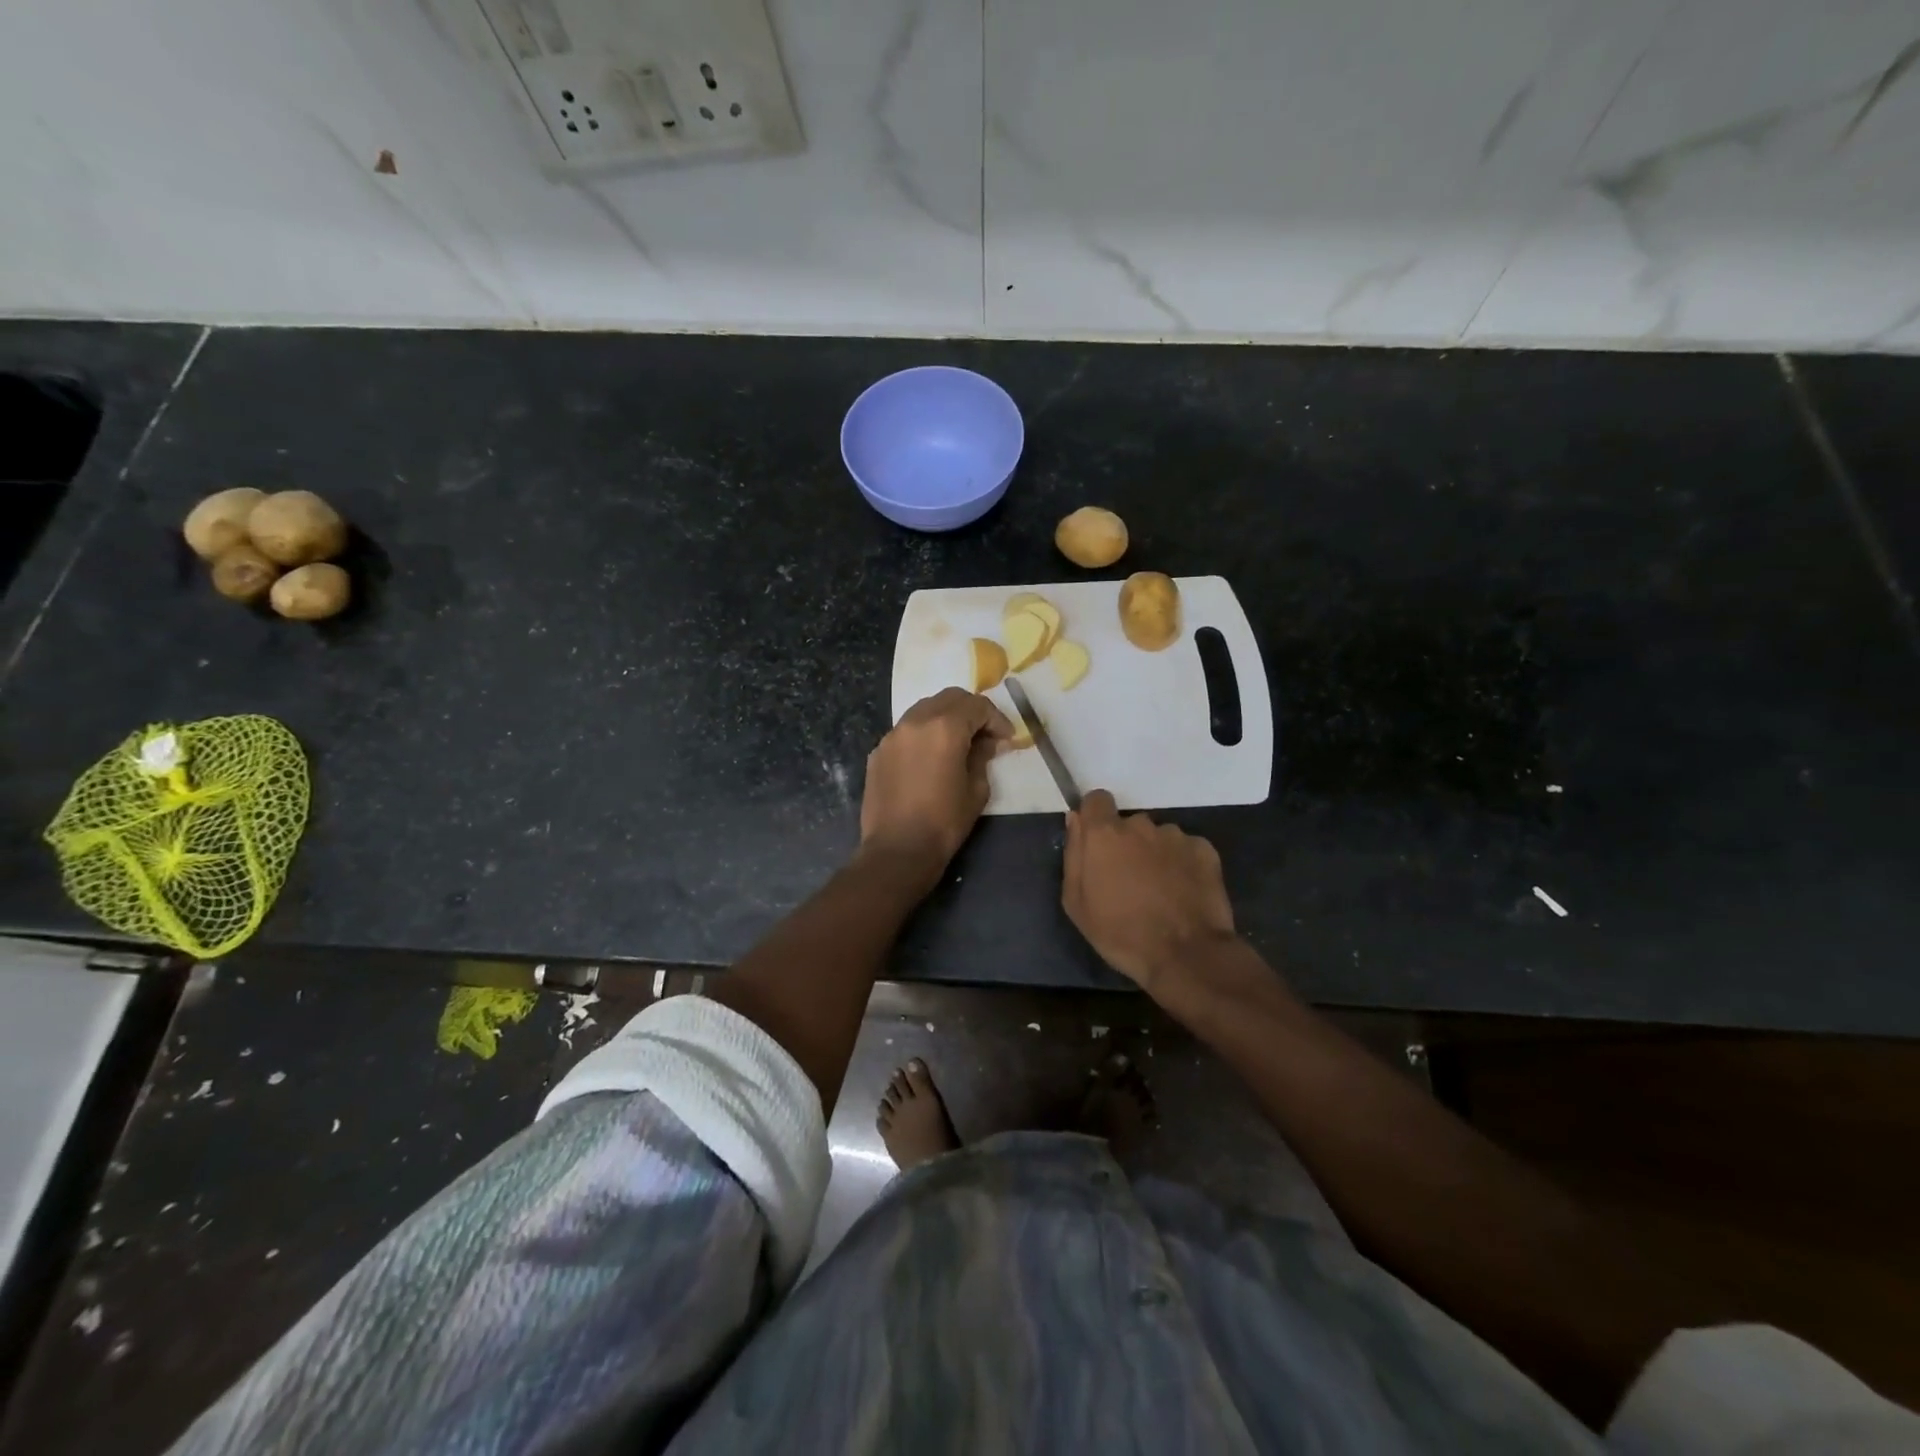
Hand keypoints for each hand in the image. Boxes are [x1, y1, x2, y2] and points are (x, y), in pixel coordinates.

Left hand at [860, 688, 1012, 878]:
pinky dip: (923, 734)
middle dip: (971, 711)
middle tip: (984, 735)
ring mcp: (892, 735)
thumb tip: (985, 742)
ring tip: (957, 743)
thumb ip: (982, 757)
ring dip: (945, 718)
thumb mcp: (976, 790)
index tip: (1006, 738)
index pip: (977, 706)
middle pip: (949, 698)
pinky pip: (906, 731)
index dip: (996, 719)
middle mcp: (915, 721)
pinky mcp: (878, 752)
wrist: (897, 850)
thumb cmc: (944, 822)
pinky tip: (930, 758)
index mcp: (944, 728)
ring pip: (924, 709)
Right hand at [1063, 790, 1236, 993]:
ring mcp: (1175, 836)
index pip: (1097, 800)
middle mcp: (1140, 825)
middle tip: (1129, 881)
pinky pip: (1186, 849)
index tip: (1097, 843)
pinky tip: (1183, 893)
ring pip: (1158, 837)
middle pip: (1129, 824)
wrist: (1186, 954)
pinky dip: (1182, 865)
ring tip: (1160, 891)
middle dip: (1126, 845)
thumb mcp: (1077, 903)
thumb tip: (1075, 820)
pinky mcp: (1205, 850)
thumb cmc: (1121, 933)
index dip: (1095, 818)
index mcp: (1105, 834)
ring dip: (1155, 855)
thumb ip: (1073, 854)